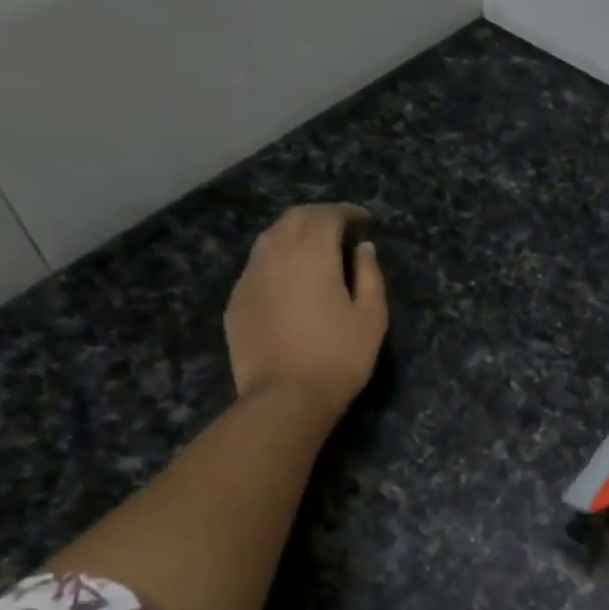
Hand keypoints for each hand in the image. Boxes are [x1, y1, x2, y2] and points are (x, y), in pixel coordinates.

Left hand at [224, 204, 386, 417]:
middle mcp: (275, 254)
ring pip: (270, 238)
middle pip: (294, 219)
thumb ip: (370, 275)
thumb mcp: (371, 317)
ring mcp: (250, 277)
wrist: (285, 396)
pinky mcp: (237, 300)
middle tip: (340, 229)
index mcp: (312, 254)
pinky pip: (257, 265)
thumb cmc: (339, 356)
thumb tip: (363, 248)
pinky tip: (289, 279)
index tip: (363, 221)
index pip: (326, 215)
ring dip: (294, 234)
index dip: (346, 212)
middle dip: (318, 217)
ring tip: (314, 250)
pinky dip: (277, 259)